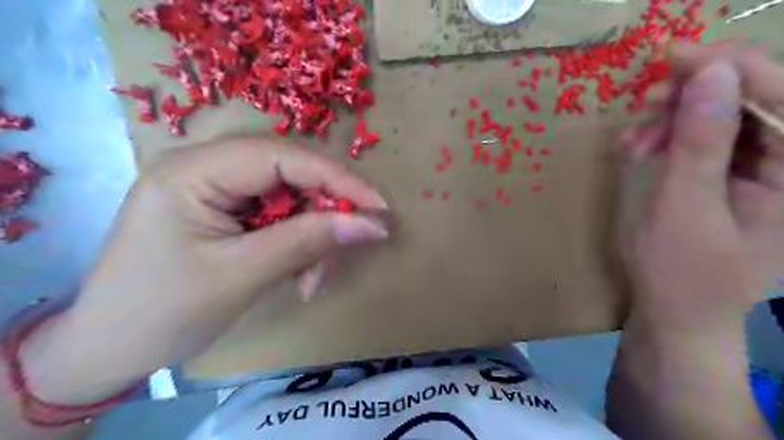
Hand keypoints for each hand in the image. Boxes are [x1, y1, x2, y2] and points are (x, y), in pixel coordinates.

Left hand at [22, 138, 390, 401]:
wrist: (111, 350)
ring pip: (292, 200)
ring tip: (310, 281)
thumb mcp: (242, 274)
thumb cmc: (163, 312)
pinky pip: (281, 218)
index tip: (377, 207)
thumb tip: (371, 224)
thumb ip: (308, 242)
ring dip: (312, 239)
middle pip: (291, 176)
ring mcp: (219, 190)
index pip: (283, 157)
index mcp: (194, 170)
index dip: (337, 178)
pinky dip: (299, 247)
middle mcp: (208, 168)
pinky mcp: (229, 212)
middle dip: (322, 217)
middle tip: (341, 254)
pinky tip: (298, 276)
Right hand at [623, 46, 782, 331]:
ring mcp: (757, 171)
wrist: (674, 311)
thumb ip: (699, 143)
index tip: (675, 55)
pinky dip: (666, 139)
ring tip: (633, 141)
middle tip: (644, 105)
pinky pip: (700, 141)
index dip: (732, 69)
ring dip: (671, 121)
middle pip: (750, 104)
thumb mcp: (683, 207)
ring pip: (719, 119)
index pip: (782, 101)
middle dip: (692, 98)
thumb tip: (709, 74)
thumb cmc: (681, 271)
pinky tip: (638, 149)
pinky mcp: (725, 177)